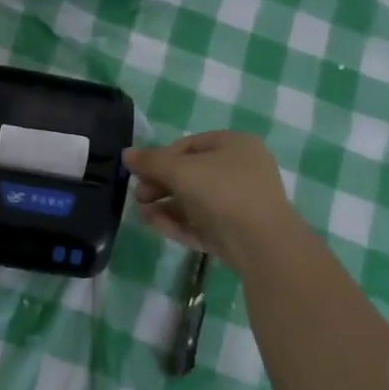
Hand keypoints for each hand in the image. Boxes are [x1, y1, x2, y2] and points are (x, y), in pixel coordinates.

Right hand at [124, 132, 300, 266]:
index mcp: (236, 145)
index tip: (140, 171)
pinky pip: (203, 223)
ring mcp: (241, 204)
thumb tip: (127, 154)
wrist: (262, 244)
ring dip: (166, 206)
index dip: (161, 157)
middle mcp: (242, 171)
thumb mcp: (180, 170)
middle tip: (138, 195)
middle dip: (160, 185)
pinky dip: (179, 223)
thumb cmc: (222, 191)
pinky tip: (155, 225)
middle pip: (191, 174)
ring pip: (195, 202)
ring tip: (141, 214)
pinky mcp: (236, 233)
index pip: (190, 145)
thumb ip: (151, 161)